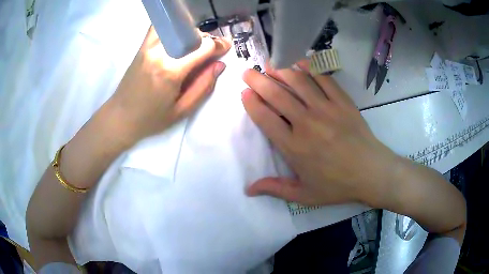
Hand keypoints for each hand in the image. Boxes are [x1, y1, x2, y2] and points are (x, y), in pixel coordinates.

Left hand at [108, 26, 230, 142]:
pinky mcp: (142, 47)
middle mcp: (160, 53)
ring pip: (177, 28)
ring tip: (194, 46)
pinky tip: (177, 40)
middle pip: (191, 33)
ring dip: (190, 33)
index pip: (203, 46)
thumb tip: (219, 65)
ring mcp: (148, 47)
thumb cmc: (151, 119)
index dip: (219, 44)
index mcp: (171, 71)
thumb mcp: (182, 110)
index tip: (226, 46)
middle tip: (210, 50)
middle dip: (206, 39)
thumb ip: (203, 86)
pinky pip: (160, 28)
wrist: (120, 117)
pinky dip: (173, 29)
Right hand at [241, 62, 398, 205]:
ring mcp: (326, 109)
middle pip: (276, 95)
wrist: (371, 173)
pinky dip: (310, 68)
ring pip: (298, 82)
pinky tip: (299, 62)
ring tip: (270, 63)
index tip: (244, 93)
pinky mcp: (342, 102)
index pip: (265, 118)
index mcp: (294, 147)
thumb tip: (249, 189)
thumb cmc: (337, 185)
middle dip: (258, 81)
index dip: (252, 103)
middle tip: (248, 72)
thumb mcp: (304, 195)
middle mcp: (306, 123)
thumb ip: (276, 189)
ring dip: (281, 70)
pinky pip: (323, 79)